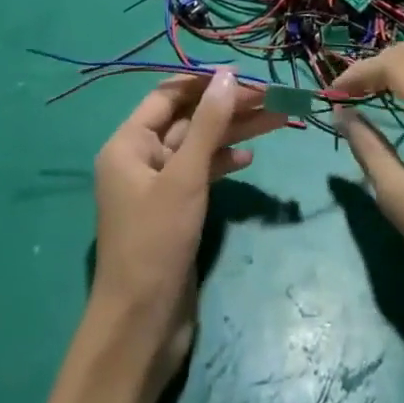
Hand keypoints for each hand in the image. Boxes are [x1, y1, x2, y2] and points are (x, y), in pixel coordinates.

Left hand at [91, 72, 286, 375]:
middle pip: (188, 119)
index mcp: (128, 143)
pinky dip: (223, 162)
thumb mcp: (185, 177)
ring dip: (233, 133)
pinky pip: (200, 173)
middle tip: (271, 97)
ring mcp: (157, 185)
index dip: (205, 83)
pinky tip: (249, 159)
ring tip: (276, 120)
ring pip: (198, 146)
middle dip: (227, 107)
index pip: (168, 95)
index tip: (244, 76)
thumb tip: (227, 76)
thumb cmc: (156, 242)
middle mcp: (139, 157)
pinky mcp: (174, 209)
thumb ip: (208, 124)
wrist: (142, 326)